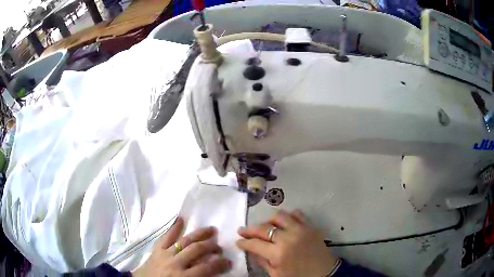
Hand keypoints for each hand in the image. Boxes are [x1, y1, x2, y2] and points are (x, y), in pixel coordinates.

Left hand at [134, 217, 231, 276]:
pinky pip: (166, 237)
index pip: (207, 268)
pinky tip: (181, 218)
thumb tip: (213, 273)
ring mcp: (165, 254)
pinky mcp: (156, 250)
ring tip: (210, 229)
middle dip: (211, 247)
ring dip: (199, 235)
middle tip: (219, 246)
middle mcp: (175, 263)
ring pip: (184, 241)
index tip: (229, 261)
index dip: (220, 264)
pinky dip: (173, 228)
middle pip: (197, 250)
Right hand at [237, 210, 337, 276]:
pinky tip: (284, 222)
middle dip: (249, 229)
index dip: (244, 242)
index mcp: (278, 254)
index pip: (255, 244)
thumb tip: (251, 250)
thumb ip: (262, 262)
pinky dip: (288, 216)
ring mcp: (301, 230)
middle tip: (242, 230)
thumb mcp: (277, 274)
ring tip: (264, 226)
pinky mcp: (311, 227)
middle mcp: (288, 238)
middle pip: (264, 228)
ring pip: (279, 216)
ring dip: (268, 220)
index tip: (238, 241)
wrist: (325, 274)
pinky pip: (298, 214)